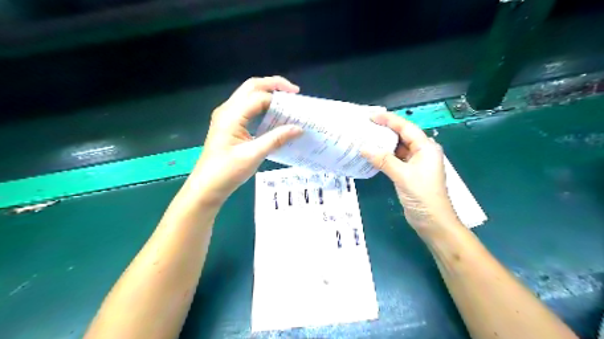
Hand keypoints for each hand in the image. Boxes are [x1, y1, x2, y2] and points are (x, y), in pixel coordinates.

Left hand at [188, 77, 302, 203]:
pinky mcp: (229, 124)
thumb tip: (299, 128)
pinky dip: (262, 105)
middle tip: (294, 92)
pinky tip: (273, 115)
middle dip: (274, 85)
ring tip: (286, 101)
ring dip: (268, 93)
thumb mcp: (254, 155)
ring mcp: (226, 116)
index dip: (279, 100)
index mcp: (232, 115)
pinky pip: (247, 107)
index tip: (298, 106)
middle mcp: (228, 110)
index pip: (259, 98)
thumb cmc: (227, 172)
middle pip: (252, 86)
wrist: (207, 186)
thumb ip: (276, 139)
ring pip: (249, 94)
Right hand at [363, 113, 458, 233]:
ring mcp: (416, 163)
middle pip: (402, 136)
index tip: (371, 116)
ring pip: (398, 148)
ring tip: (366, 138)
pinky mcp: (410, 173)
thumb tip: (363, 148)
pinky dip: (385, 156)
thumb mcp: (402, 176)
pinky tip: (373, 155)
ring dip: (384, 144)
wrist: (433, 221)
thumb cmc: (422, 195)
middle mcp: (422, 152)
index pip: (406, 128)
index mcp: (426, 148)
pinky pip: (396, 159)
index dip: (389, 120)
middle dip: (385, 130)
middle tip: (366, 126)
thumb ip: (383, 160)